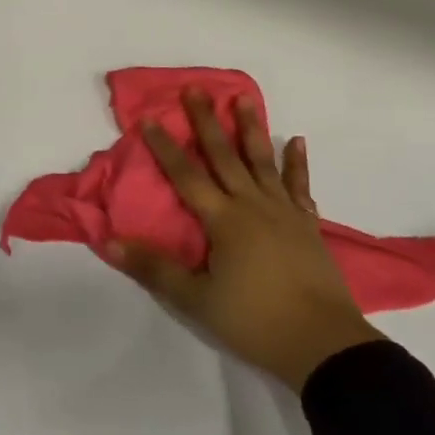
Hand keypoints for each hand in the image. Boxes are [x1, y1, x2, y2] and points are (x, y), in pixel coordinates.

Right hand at [105, 89, 381, 391]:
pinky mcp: (307, 226)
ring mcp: (284, 213)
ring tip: (244, 99)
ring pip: (263, 162)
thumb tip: (109, 242)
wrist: (325, 345)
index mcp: (224, 220)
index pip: (187, 176)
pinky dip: (296, 163)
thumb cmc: (254, 320)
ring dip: (252, 129)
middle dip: (207, 122)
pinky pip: (299, 186)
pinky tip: (295, 141)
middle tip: (195, 89)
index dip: (166, 148)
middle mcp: (253, 206)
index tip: (150, 119)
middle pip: (225, 156)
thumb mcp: (196, 299)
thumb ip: (153, 268)